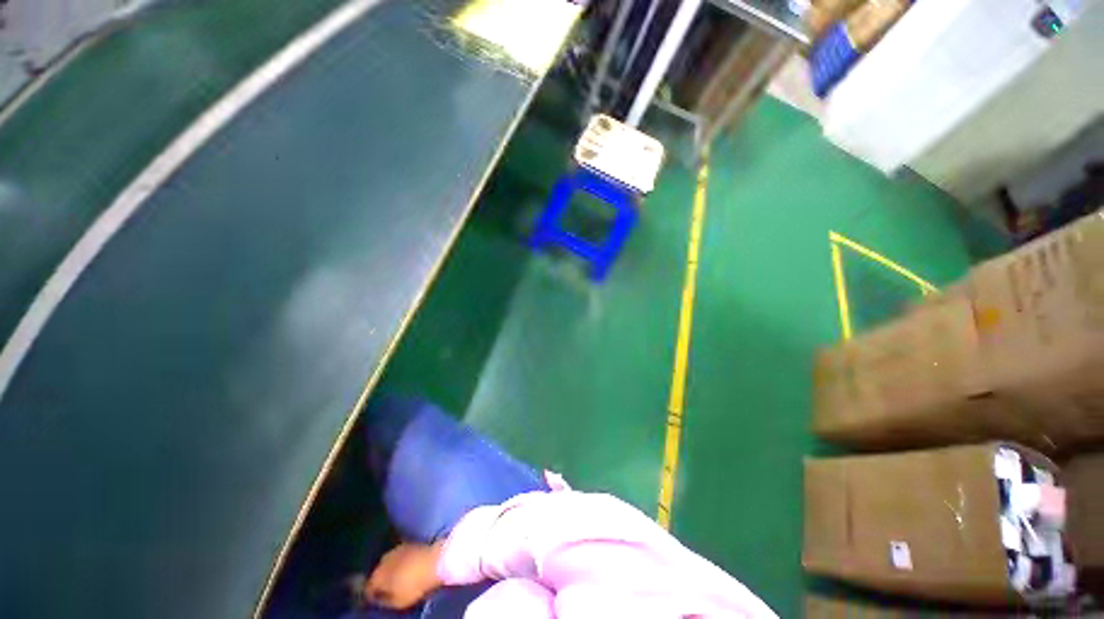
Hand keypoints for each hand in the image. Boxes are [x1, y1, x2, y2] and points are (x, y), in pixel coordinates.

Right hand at [364, 541, 444, 608]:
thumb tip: (379, 600)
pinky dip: (400, 562)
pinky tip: (406, 567)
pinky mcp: (408, 544)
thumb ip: (385, 601)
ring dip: (390, 569)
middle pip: (378, 573)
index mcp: (377, 576)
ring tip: (397, 578)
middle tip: (387, 589)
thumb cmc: (414, 585)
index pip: (369, 587)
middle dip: (381, 580)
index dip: (372, 595)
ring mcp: (396, 549)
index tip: (376, 599)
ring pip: (388, 563)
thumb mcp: (398, 602)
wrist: (434, 561)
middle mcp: (383, 560)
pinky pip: (399, 556)